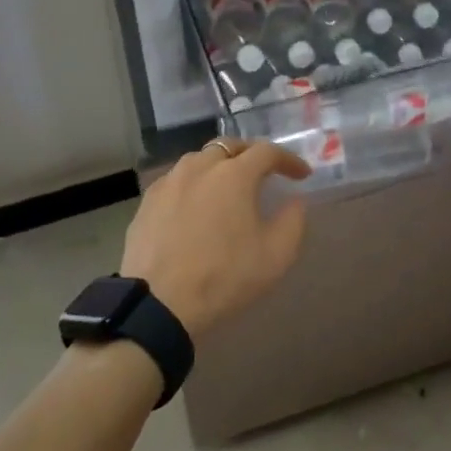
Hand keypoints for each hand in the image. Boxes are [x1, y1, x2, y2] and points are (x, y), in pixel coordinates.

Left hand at [120, 139, 311, 338]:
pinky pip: (177, 179)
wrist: (159, 303)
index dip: (288, 160)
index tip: (302, 175)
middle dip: (251, 155)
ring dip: (220, 166)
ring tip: (228, 187)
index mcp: (234, 174)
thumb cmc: (223, 277)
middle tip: (264, 173)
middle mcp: (200, 166)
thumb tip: (294, 201)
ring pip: (200, 160)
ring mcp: (170, 180)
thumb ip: (293, 221)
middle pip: (230, 146)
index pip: (267, 152)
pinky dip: (194, 184)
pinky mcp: (148, 199)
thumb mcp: (275, 256)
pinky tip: (195, 205)